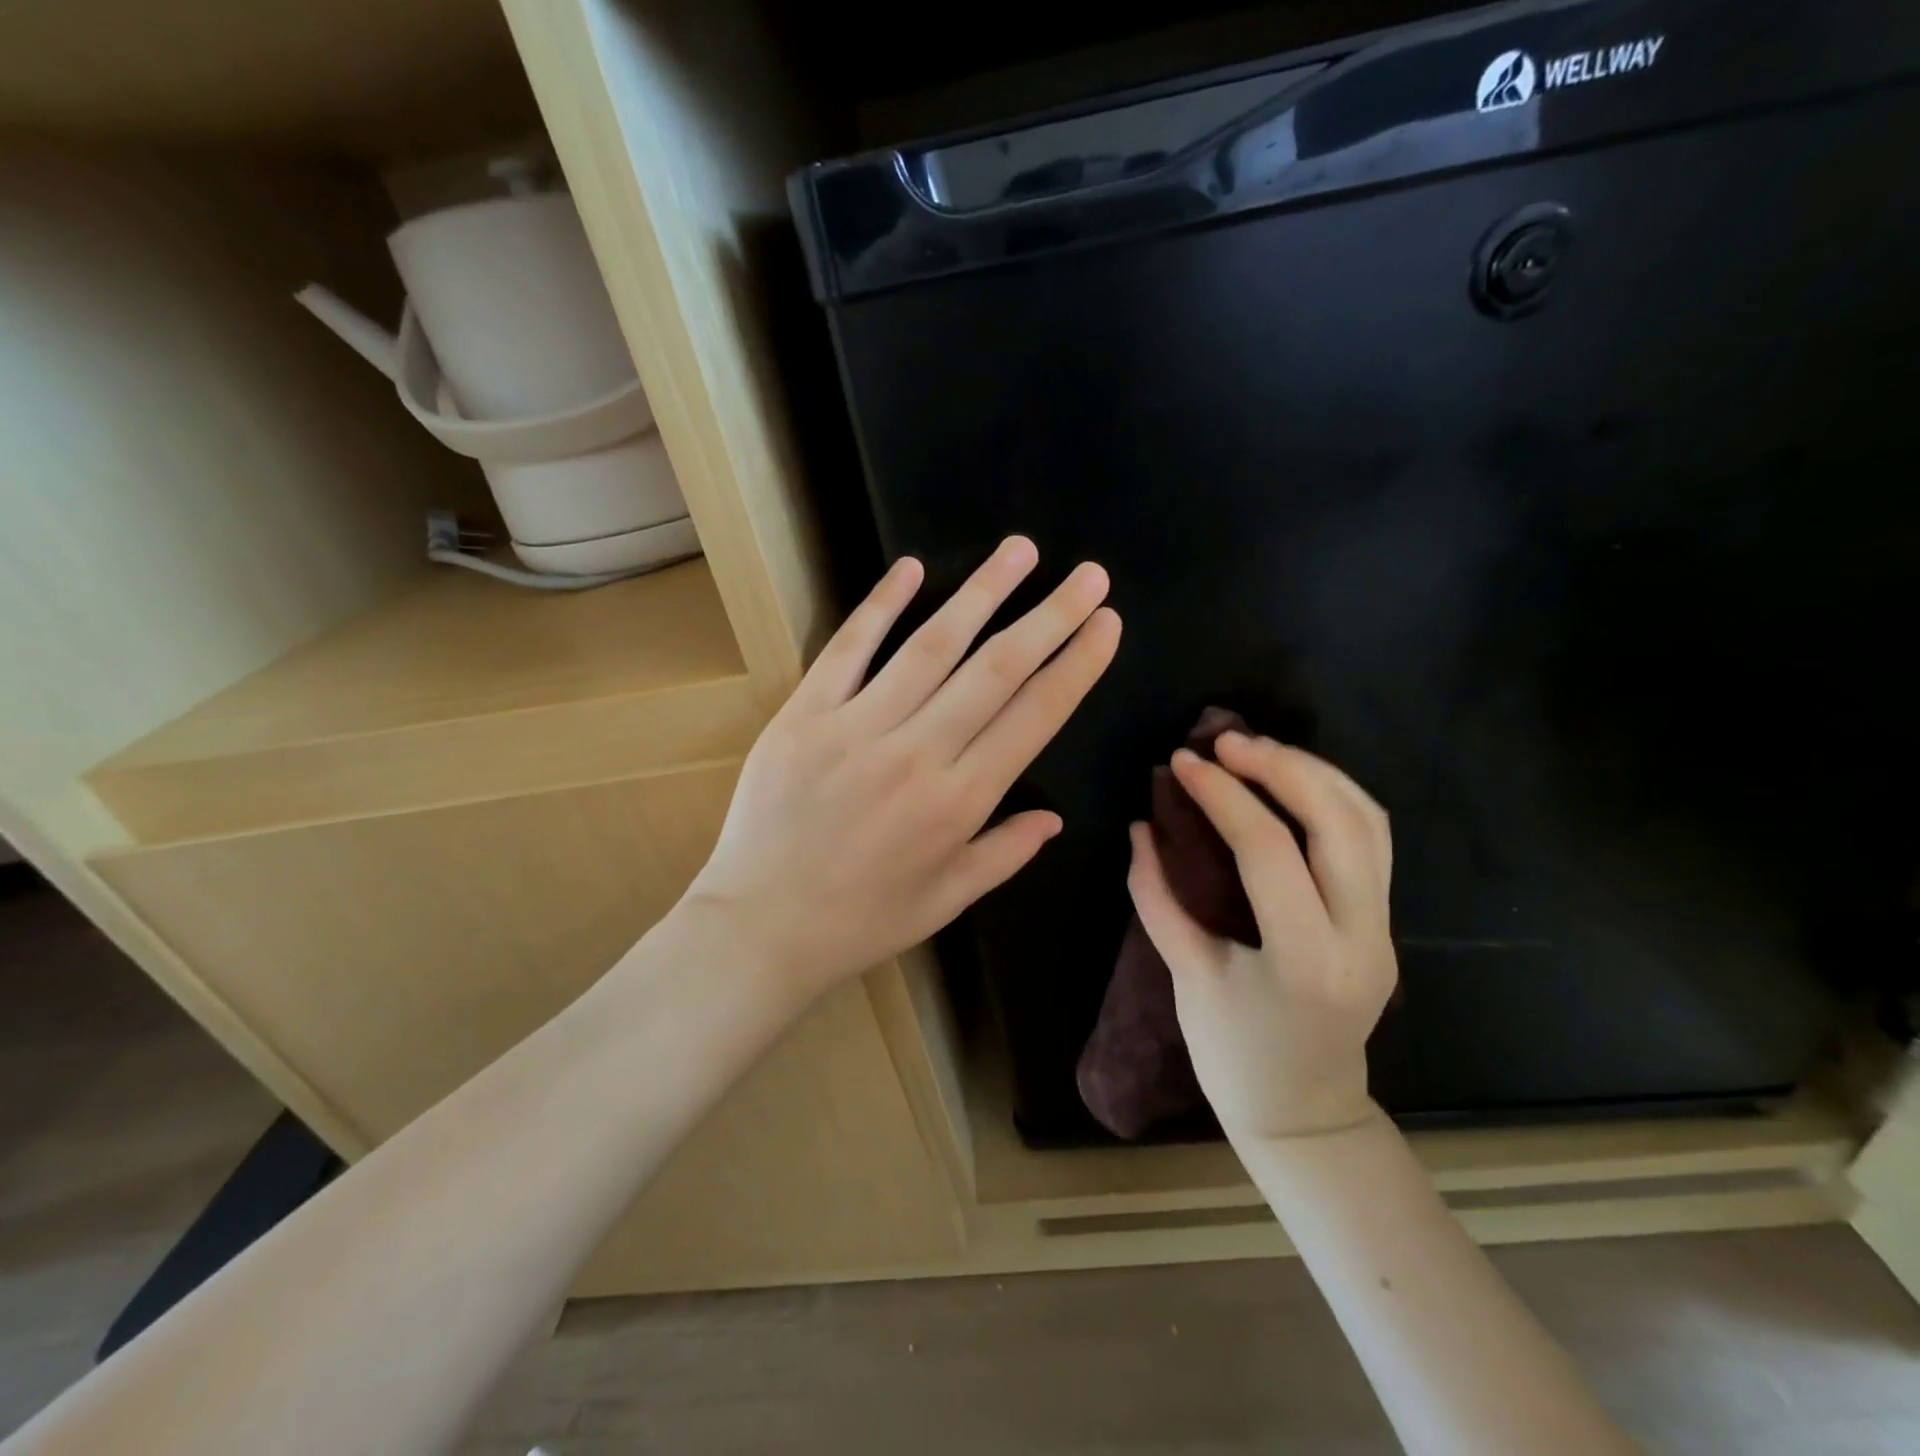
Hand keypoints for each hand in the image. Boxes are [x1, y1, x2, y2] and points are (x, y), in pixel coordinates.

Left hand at [688, 537, 1121, 1002]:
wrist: (761, 927)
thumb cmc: (861, 921)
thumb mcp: (947, 900)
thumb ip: (1005, 852)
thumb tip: (1055, 817)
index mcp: (959, 801)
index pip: (1034, 716)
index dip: (1075, 666)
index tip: (1105, 624)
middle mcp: (917, 753)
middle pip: (996, 670)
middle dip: (1049, 617)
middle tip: (1088, 575)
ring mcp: (857, 727)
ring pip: (931, 646)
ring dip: (981, 593)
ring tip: (1020, 551)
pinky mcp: (805, 714)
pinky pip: (849, 649)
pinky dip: (881, 605)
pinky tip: (911, 567)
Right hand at [1128, 733, 1397, 1141]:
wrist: (1304, 1113)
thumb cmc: (1234, 1056)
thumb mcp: (1186, 976)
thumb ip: (1157, 896)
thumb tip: (1140, 827)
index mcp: (1305, 960)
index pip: (1269, 851)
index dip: (1223, 796)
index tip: (1183, 762)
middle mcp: (1360, 938)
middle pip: (1340, 824)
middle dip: (1283, 767)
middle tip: (1226, 739)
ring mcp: (1383, 929)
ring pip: (1370, 824)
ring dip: (1315, 773)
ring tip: (1258, 749)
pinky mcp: (1383, 923)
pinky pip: (1372, 841)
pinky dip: (1335, 797)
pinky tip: (1293, 781)